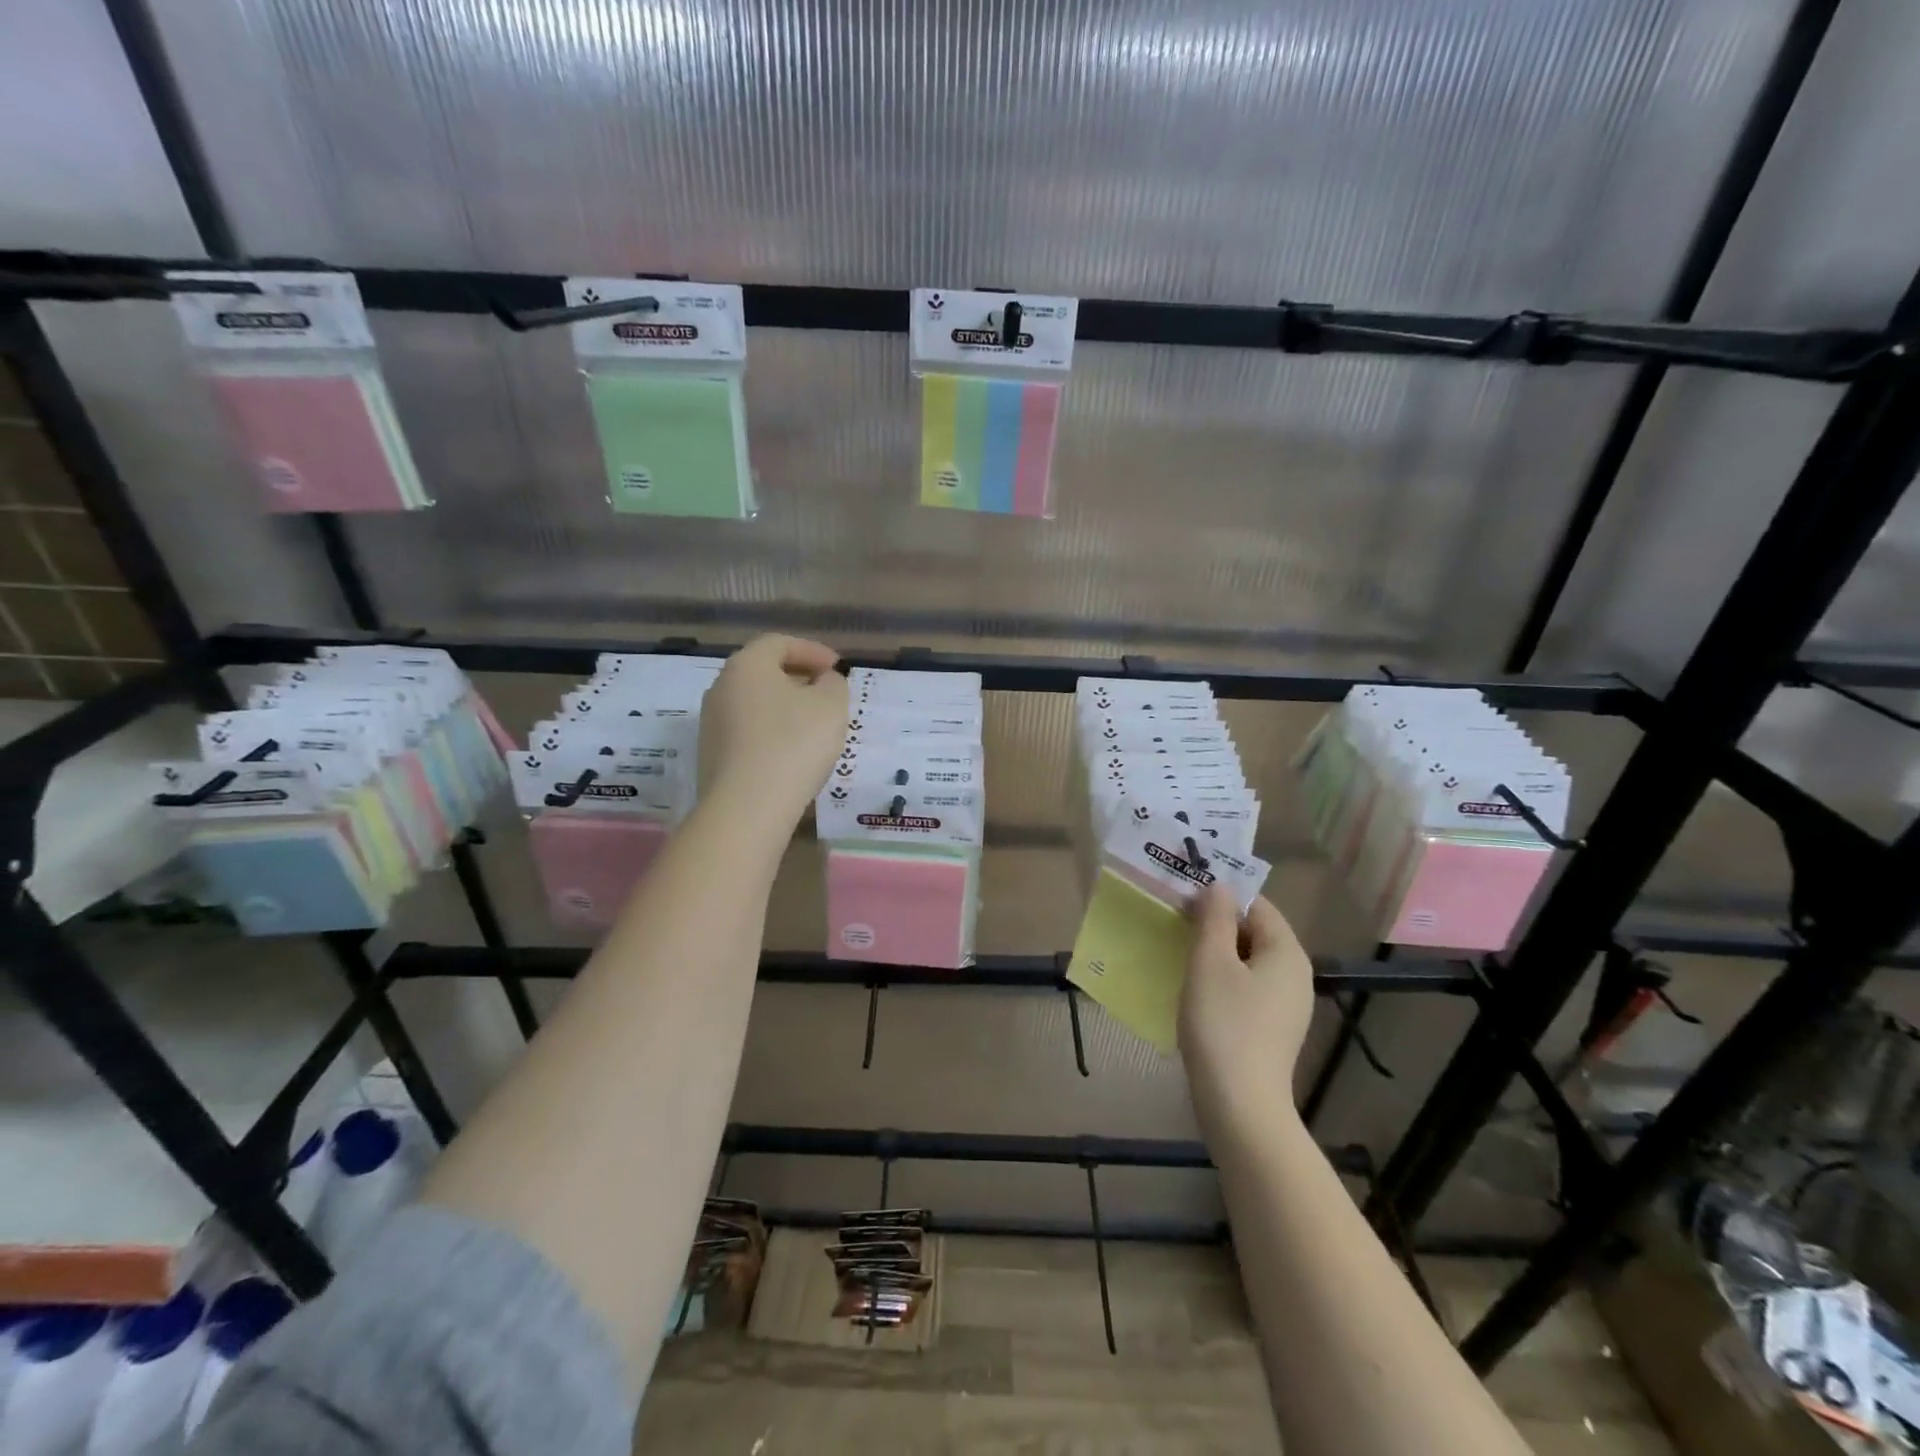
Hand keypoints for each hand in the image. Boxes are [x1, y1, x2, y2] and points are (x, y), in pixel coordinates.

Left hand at [698, 635, 849, 824]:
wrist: (747, 807)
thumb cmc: (794, 744)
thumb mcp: (831, 706)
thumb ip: (833, 684)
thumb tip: (823, 681)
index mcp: (747, 666)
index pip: (779, 643)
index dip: (812, 650)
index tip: (837, 666)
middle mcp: (721, 687)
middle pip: (763, 672)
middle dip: (797, 677)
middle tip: (826, 691)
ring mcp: (712, 723)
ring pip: (755, 703)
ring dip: (784, 707)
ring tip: (813, 724)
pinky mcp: (712, 755)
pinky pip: (748, 732)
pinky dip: (771, 732)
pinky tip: (792, 752)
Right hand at [1179, 888, 1314, 1143]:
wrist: (1239, 1105)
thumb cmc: (1222, 1024)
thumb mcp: (1210, 961)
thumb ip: (1215, 918)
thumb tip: (1219, 887)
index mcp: (1286, 952)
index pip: (1258, 905)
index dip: (1222, 896)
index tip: (1184, 898)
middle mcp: (1295, 975)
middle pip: (1255, 933)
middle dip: (1217, 924)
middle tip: (1176, 923)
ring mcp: (1287, 1006)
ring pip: (1249, 962)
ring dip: (1216, 953)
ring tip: (1180, 954)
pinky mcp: (1273, 1030)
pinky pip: (1248, 989)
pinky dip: (1223, 980)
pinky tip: (1196, 991)